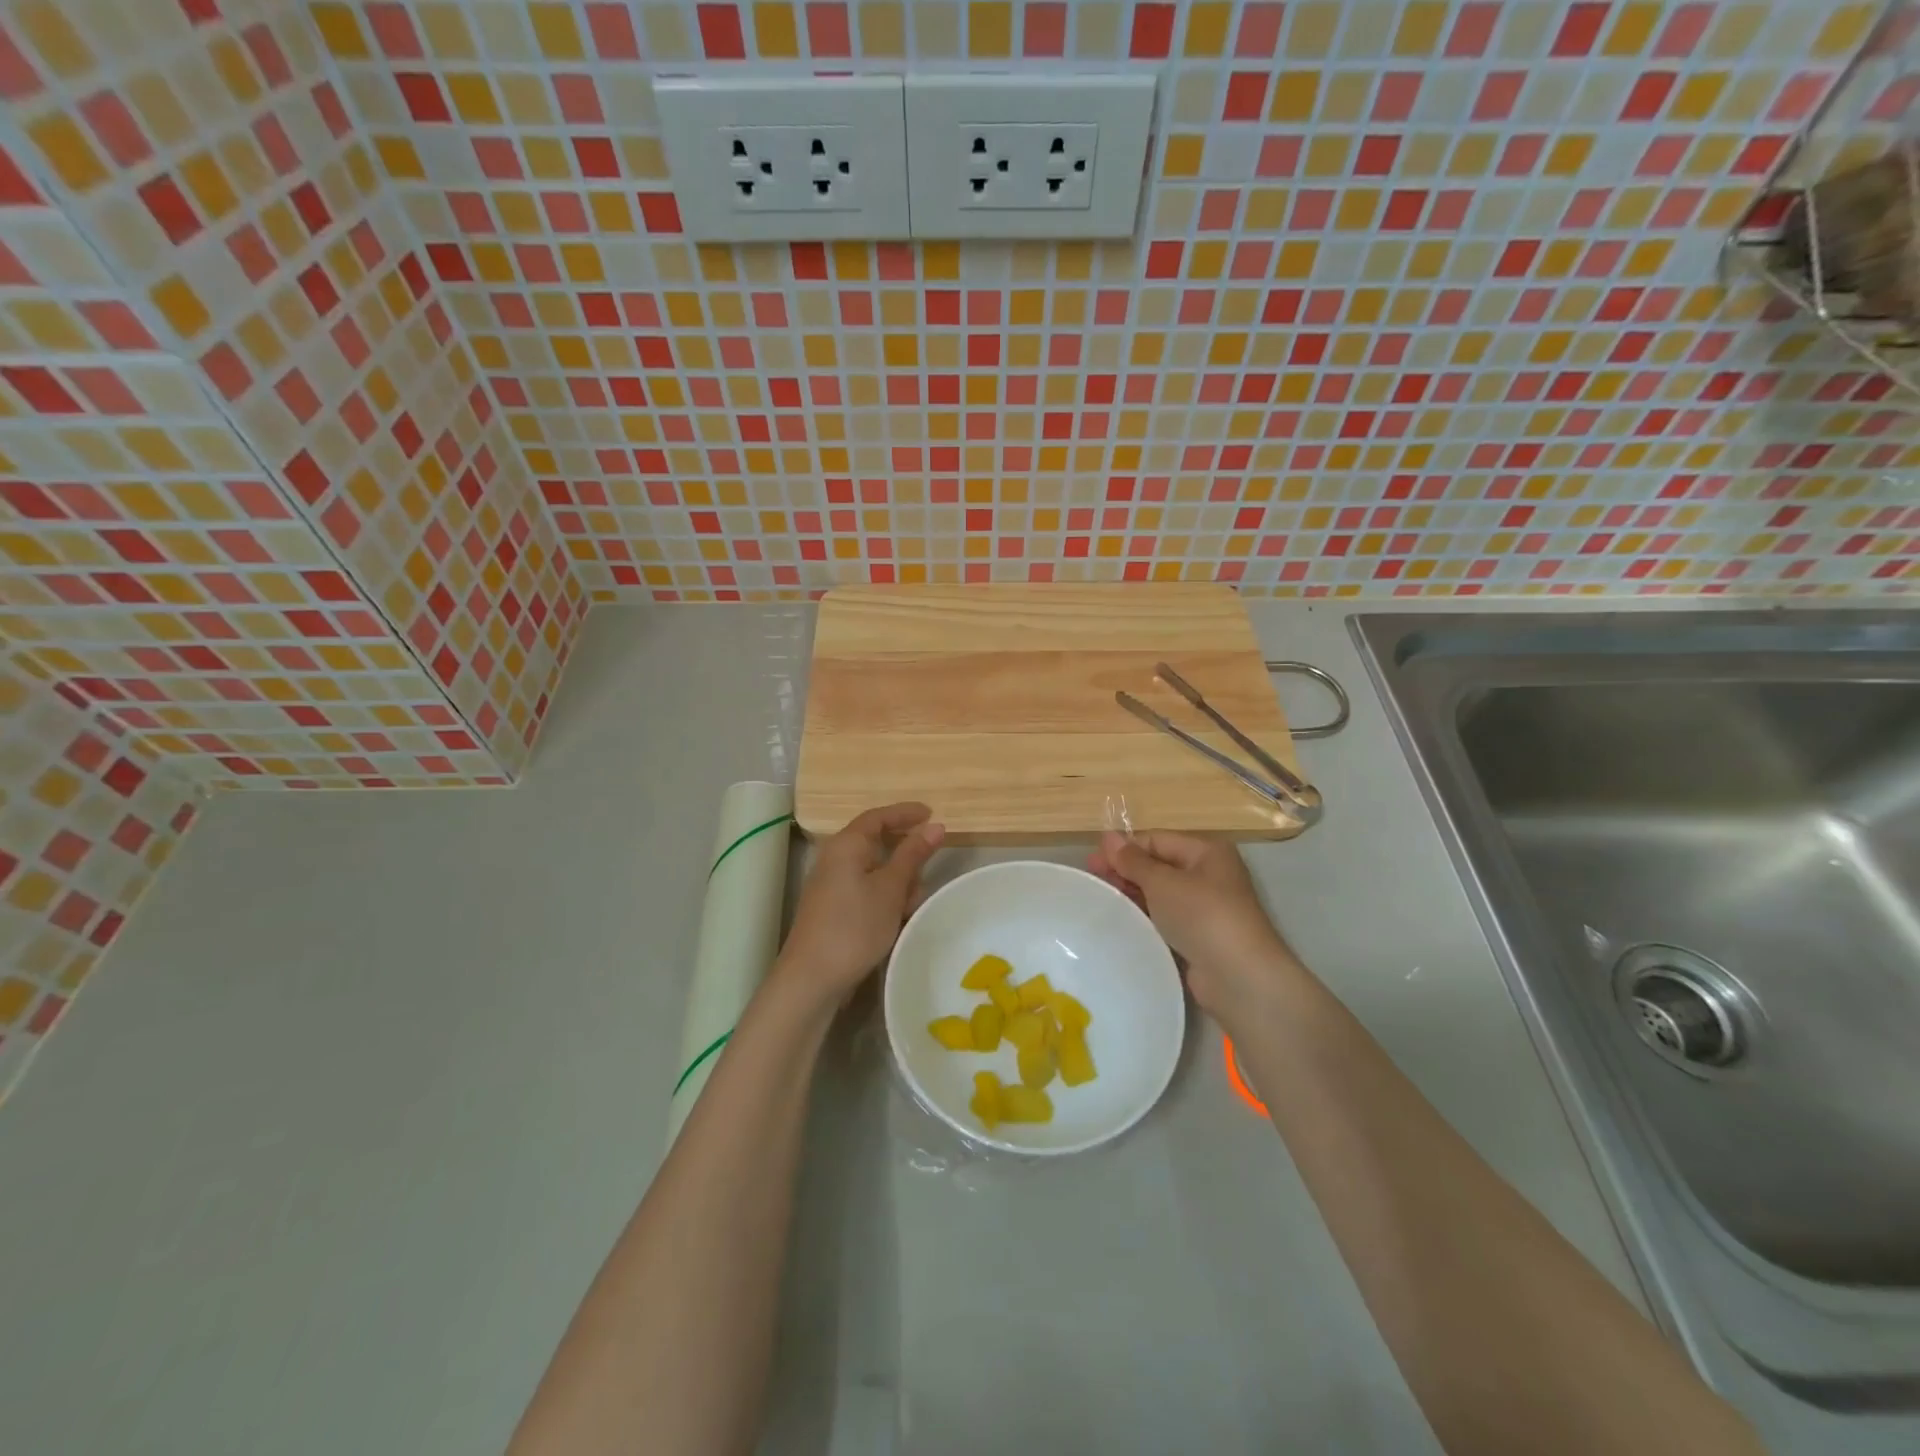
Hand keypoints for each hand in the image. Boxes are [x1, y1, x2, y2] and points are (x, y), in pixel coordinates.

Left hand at [777, 802, 944, 1007]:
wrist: (812, 979)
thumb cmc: (855, 926)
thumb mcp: (891, 888)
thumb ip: (913, 854)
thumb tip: (935, 826)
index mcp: (846, 845)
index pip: (878, 817)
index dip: (905, 813)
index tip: (932, 814)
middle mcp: (835, 859)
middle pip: (877, 844)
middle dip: (906, 857)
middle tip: (927, 871)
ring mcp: (832, 885)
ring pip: (875, 872)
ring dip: (898, 883)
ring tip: (911, 906)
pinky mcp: (834, 909)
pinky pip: (867, 892)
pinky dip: (885, 899)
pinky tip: (897, 921)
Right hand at [1088, 830, 1304, 1021]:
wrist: (1239, 977)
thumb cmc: (1202, 915)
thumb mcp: (1163, 882)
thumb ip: (1133, 860)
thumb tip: (1108, 836)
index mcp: (1206, 851)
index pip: (1157, 840)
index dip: (1124, 848)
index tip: (1091, 861)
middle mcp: (1209, 874)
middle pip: (1159, 865)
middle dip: (1126, 870)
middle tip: (1092, 880)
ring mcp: (1206, 907)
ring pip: (1161, 893)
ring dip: (1133, 893)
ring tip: (1102, 900)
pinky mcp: (1200, 935)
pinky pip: (1166, 918)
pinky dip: (1146, 916)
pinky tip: (1124, 921)